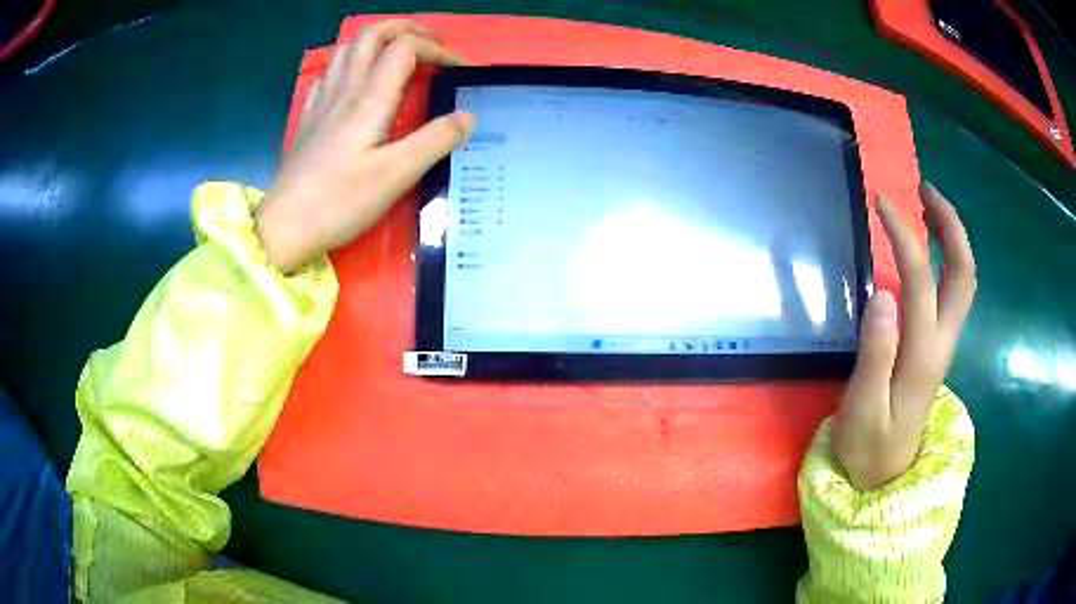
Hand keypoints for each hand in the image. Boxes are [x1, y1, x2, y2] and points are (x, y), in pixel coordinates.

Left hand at [256, 19, 475, 272]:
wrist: (284, 227)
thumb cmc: (339, 202)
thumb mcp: (396, 175)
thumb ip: (435, 141)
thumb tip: (467, 117)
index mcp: (368, 98)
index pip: (405, 47)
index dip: (436, 49)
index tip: (457, 71)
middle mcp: (344, 89)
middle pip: (372, 34)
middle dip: (407, 28)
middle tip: (431, 45)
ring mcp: (322, 101)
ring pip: (348, 48)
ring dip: (378, 39)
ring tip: (399, 54)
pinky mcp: (309, 118)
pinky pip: (329, 73)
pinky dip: (350, 63)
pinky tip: (356, 80)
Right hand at [832, 182, 976, 489]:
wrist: (885, 475)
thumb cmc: (869, 447)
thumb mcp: (863, 409)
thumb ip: (876, 353)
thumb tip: (882, 294)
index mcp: (923, 354)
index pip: (921, 280)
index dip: (905, 235)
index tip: (881, 203)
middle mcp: (942, 341)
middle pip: (963, 273)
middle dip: (950, 226)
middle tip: (925, 191)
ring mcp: (943, 343)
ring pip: (962, 280)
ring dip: (951, 238)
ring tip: (928, 206)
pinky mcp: (937, 346)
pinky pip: (952, 291)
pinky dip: (946, 258)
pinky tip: (929, 248)